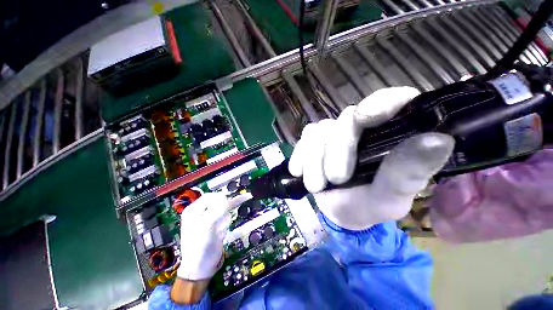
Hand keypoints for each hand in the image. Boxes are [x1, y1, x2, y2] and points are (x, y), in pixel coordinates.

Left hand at [177, 192, 230, 280]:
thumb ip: (216, 209)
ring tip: (219, 231)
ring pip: (223, 211)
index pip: (210, 196)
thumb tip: (225, 197)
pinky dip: (225, 224)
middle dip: (223, 212)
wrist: (201, 267)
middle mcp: (200, 212)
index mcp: (193, 210)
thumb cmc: (200, 246)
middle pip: (218, 203)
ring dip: (224, 220)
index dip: (220, 199)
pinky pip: (224, 218)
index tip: (228, 204)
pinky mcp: (214, 225)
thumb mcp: (207, 226)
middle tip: (221, 223)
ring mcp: (208, 219)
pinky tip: (221, 233)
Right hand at [288, 87, 454, 229]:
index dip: (381, 102)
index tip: (364, 117)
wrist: (341, 213)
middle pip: (346, 120)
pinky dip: (300, 156)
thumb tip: (439, 140)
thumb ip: (407, 173)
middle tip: (335, 180)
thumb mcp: (390, 198)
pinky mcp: (315, 141)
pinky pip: (304, 139)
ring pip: (319, 131)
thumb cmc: (369, 206)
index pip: (395, 101)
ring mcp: (335, 133)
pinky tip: (298, 172)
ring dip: (314, 160)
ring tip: (315, 185)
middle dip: (337, 151)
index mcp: (391, 136)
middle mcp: (362, 128)